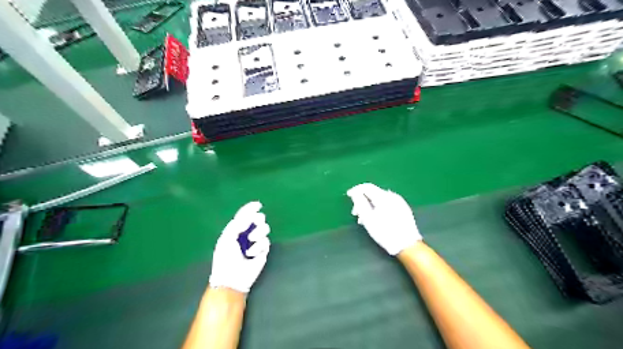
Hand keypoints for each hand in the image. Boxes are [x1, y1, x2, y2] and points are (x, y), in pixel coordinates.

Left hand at [209, 200, 269, 292]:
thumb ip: (237, 224)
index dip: (250, 209)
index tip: (257, 204)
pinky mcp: (263, 251)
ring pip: (265, 228)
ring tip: (252, 239)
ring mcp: (255, 242)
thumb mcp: (227, 238)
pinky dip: (258, 246)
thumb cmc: (225, 258)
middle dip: (257, 219)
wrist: (231, 278)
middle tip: (255, 222)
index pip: (244, 215)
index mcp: (236, 230)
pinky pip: (266, 242)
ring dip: (259, 232)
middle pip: (258, 219)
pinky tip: (251, 254)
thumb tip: (249, 216)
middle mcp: (247, 234)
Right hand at [345, 184, 422, 253]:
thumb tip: (355, 193)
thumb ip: (360, 203)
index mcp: (383, 197)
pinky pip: (387, 203)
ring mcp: (399, 202)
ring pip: (380, 199)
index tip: (348, 196)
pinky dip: (379, 208)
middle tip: (356, 213)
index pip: (367, 187)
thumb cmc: (385, 232)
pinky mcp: (403, 209)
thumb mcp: (368, 218)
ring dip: (370, 205)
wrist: (407, 245)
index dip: (356, 190)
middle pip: (373, 193)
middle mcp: (392, 196)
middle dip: (362, 200)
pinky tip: (376, 218)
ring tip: (365, 219)